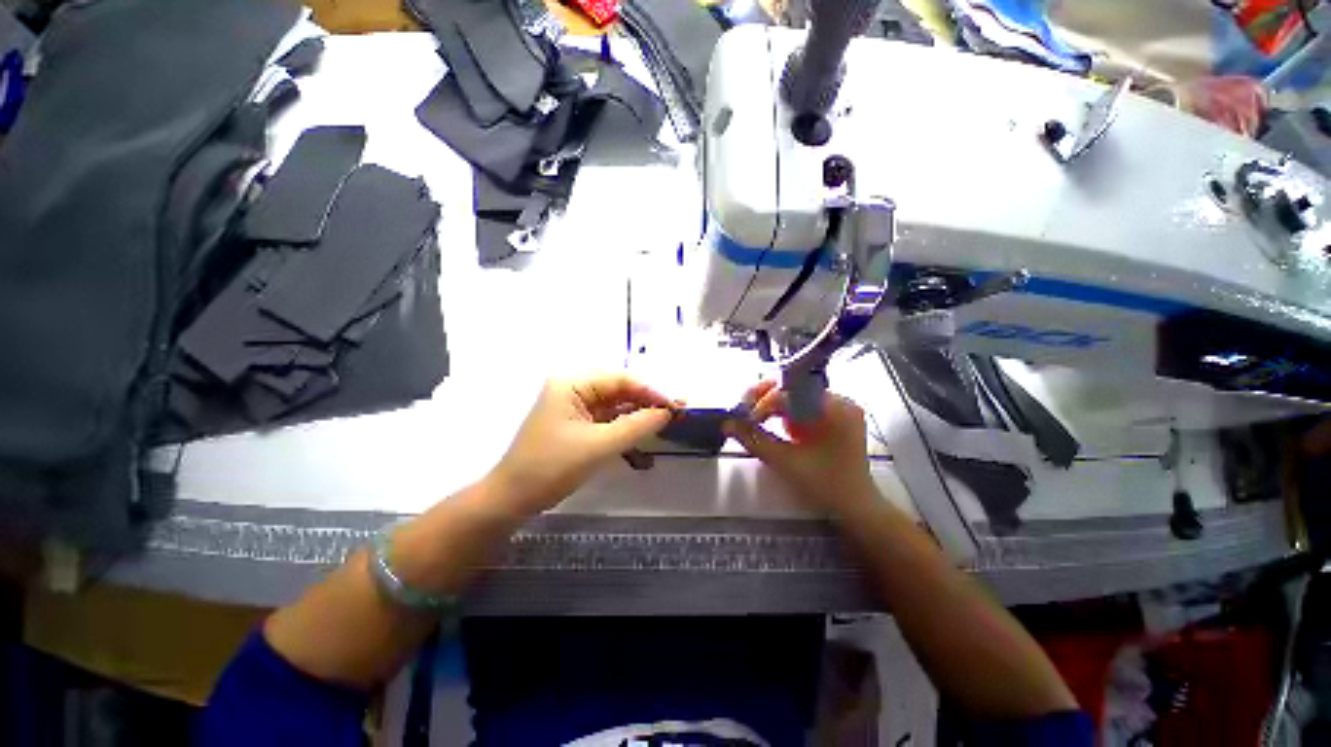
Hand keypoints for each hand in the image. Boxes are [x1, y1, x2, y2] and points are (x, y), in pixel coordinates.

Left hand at [491, 375, 674, 513]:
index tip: (676, 405)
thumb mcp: (599, 445)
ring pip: (615, 407)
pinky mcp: (577, 427)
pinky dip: (625, 431)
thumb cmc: (551, 467)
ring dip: (638, 418)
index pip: (620, 380)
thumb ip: (636, 425)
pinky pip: (607, 422)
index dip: (651, 391)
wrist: (512, 500)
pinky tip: (643, 440)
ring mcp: (574, 409)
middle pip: (619, 391)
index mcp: (572, 385)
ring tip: (666, 424)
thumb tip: (667, 412)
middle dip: (647, 403)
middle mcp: (573, 390)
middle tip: (676, 413)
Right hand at [724, 381, 876, 515]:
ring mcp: (839, 407)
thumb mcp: (786, 462)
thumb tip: (727, 423)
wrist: (856, 507)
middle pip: (793, 388)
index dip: (763, 402)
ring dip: (774, 407)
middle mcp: (840, 401)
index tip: (744, 418)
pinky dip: (787, 414)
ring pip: (795, 395)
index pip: (790, 392)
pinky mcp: (835, 416)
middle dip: (766, 400)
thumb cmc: (825, 486)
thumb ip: (754, 439)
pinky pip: (803, 405)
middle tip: (745, 415)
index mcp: (835, 409)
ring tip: (760, 422)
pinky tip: (780, 428)